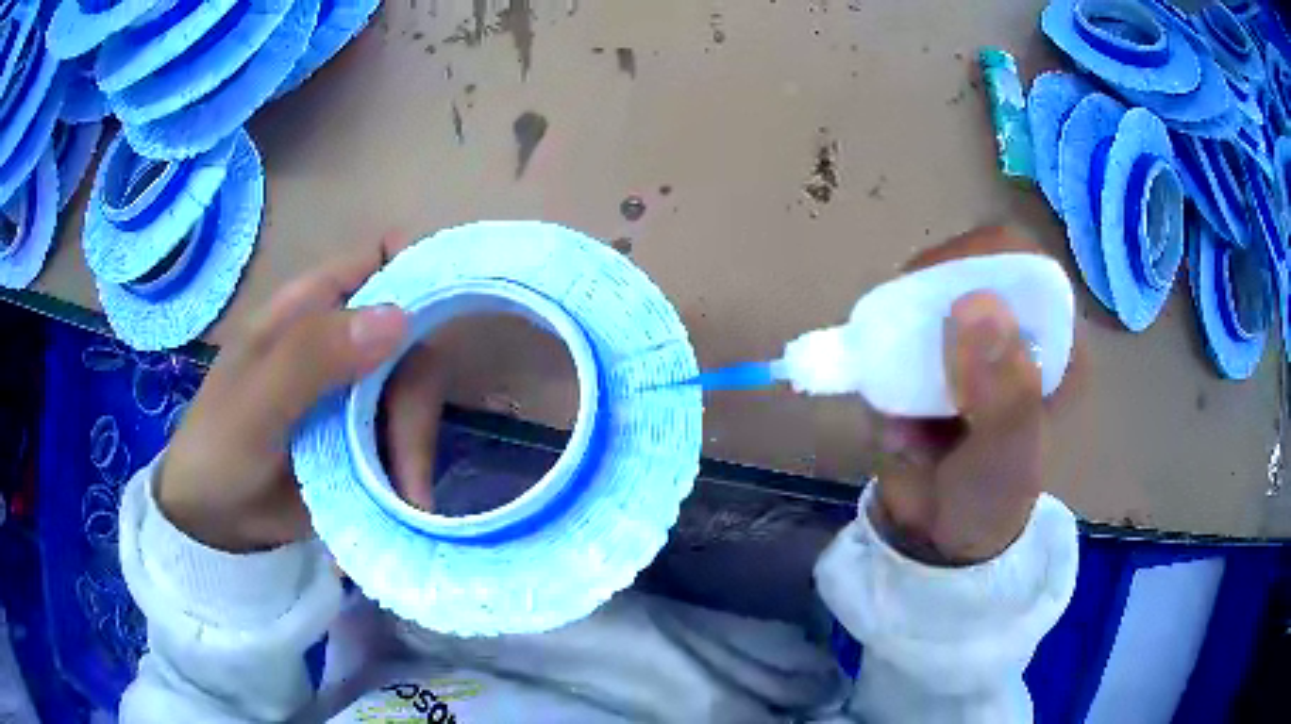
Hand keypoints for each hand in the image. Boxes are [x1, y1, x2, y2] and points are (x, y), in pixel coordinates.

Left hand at [159, 235, 434, 551]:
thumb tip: (401, 318)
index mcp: (312, 307)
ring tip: (404, 498)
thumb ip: (313, 357)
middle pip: (413, 337)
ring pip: (415, 393)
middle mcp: (342, 338)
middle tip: (405, 462)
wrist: (215, 521)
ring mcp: (355, 389)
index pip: (384, 258)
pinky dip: (411, 467)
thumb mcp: (256, 403)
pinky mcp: (364, 436)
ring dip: (417, 445)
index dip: (424, 269)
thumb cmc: (219, 448)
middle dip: (416, 399)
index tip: (449, 314)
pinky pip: (407, 436)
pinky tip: (402, 501)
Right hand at [870, 226, 1074, 565]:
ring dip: (900, 328)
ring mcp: (967, 335)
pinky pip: (894, 321)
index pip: (1025, 265)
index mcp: (1055, 341)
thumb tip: (976, 305)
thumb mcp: (1007, 457)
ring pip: (926, 289)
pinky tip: (889, 394)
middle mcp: (1013, 326)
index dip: (984, 261)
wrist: (936, 536)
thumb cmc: (991, 500)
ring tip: (899, 383)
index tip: (941, 294)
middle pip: (970, 265)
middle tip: (907, 340)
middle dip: (931, 295)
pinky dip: (880, 349)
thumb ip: (1004, 393)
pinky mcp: (925, 349)